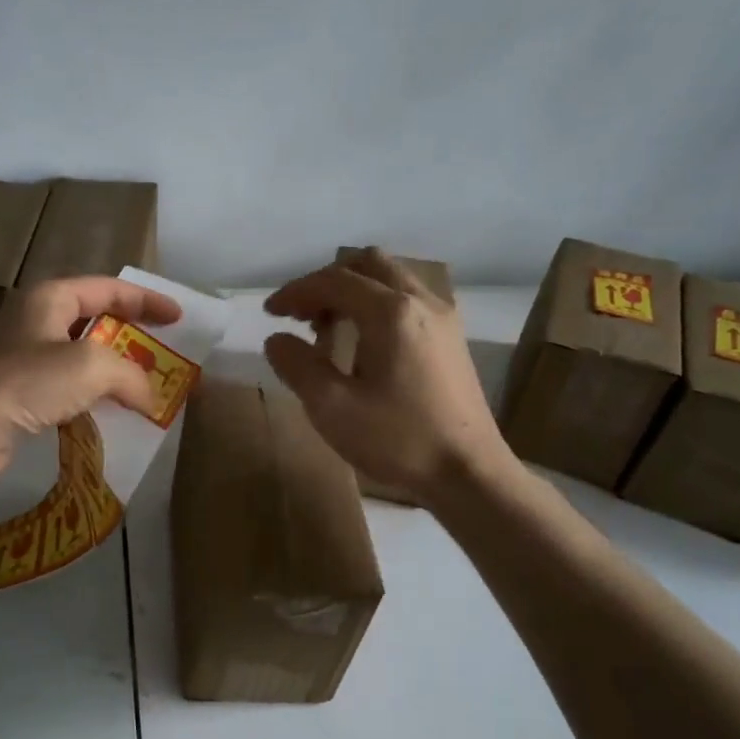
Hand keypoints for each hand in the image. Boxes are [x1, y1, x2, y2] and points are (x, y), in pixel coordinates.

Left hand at [0, 276, 182, 485]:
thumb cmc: (25, 383)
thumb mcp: (90, 367)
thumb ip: (130, 375)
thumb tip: (149, 397)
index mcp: (50, 297)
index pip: (108, 288)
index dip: (147, 300)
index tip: (178, 318)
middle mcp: (34, 319)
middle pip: (94, 318)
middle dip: (131, 335)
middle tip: (162, 352)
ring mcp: (22, 356)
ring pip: (80, 354)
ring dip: (113, 369)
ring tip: (143, 385)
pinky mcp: (17, 391)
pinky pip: (65, 385)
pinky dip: (92, 394)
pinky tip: (108, 413)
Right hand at [262, 248, 514, 504]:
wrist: (469, 473)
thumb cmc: (398, 440)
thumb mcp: (332, 408)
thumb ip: (298, 366)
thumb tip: (277, 340)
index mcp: (391, 312)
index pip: (334, 281)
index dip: (296, 292)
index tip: (270, 313)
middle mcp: (421, 302)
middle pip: (368, 265)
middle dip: (327, 282)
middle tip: (302, 314)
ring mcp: (443, 318)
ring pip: (391, 279)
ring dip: (354, 292)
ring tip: (327, 330)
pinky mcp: (452, 339)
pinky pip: (408, 300)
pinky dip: (377, 306)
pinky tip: (363, 344)